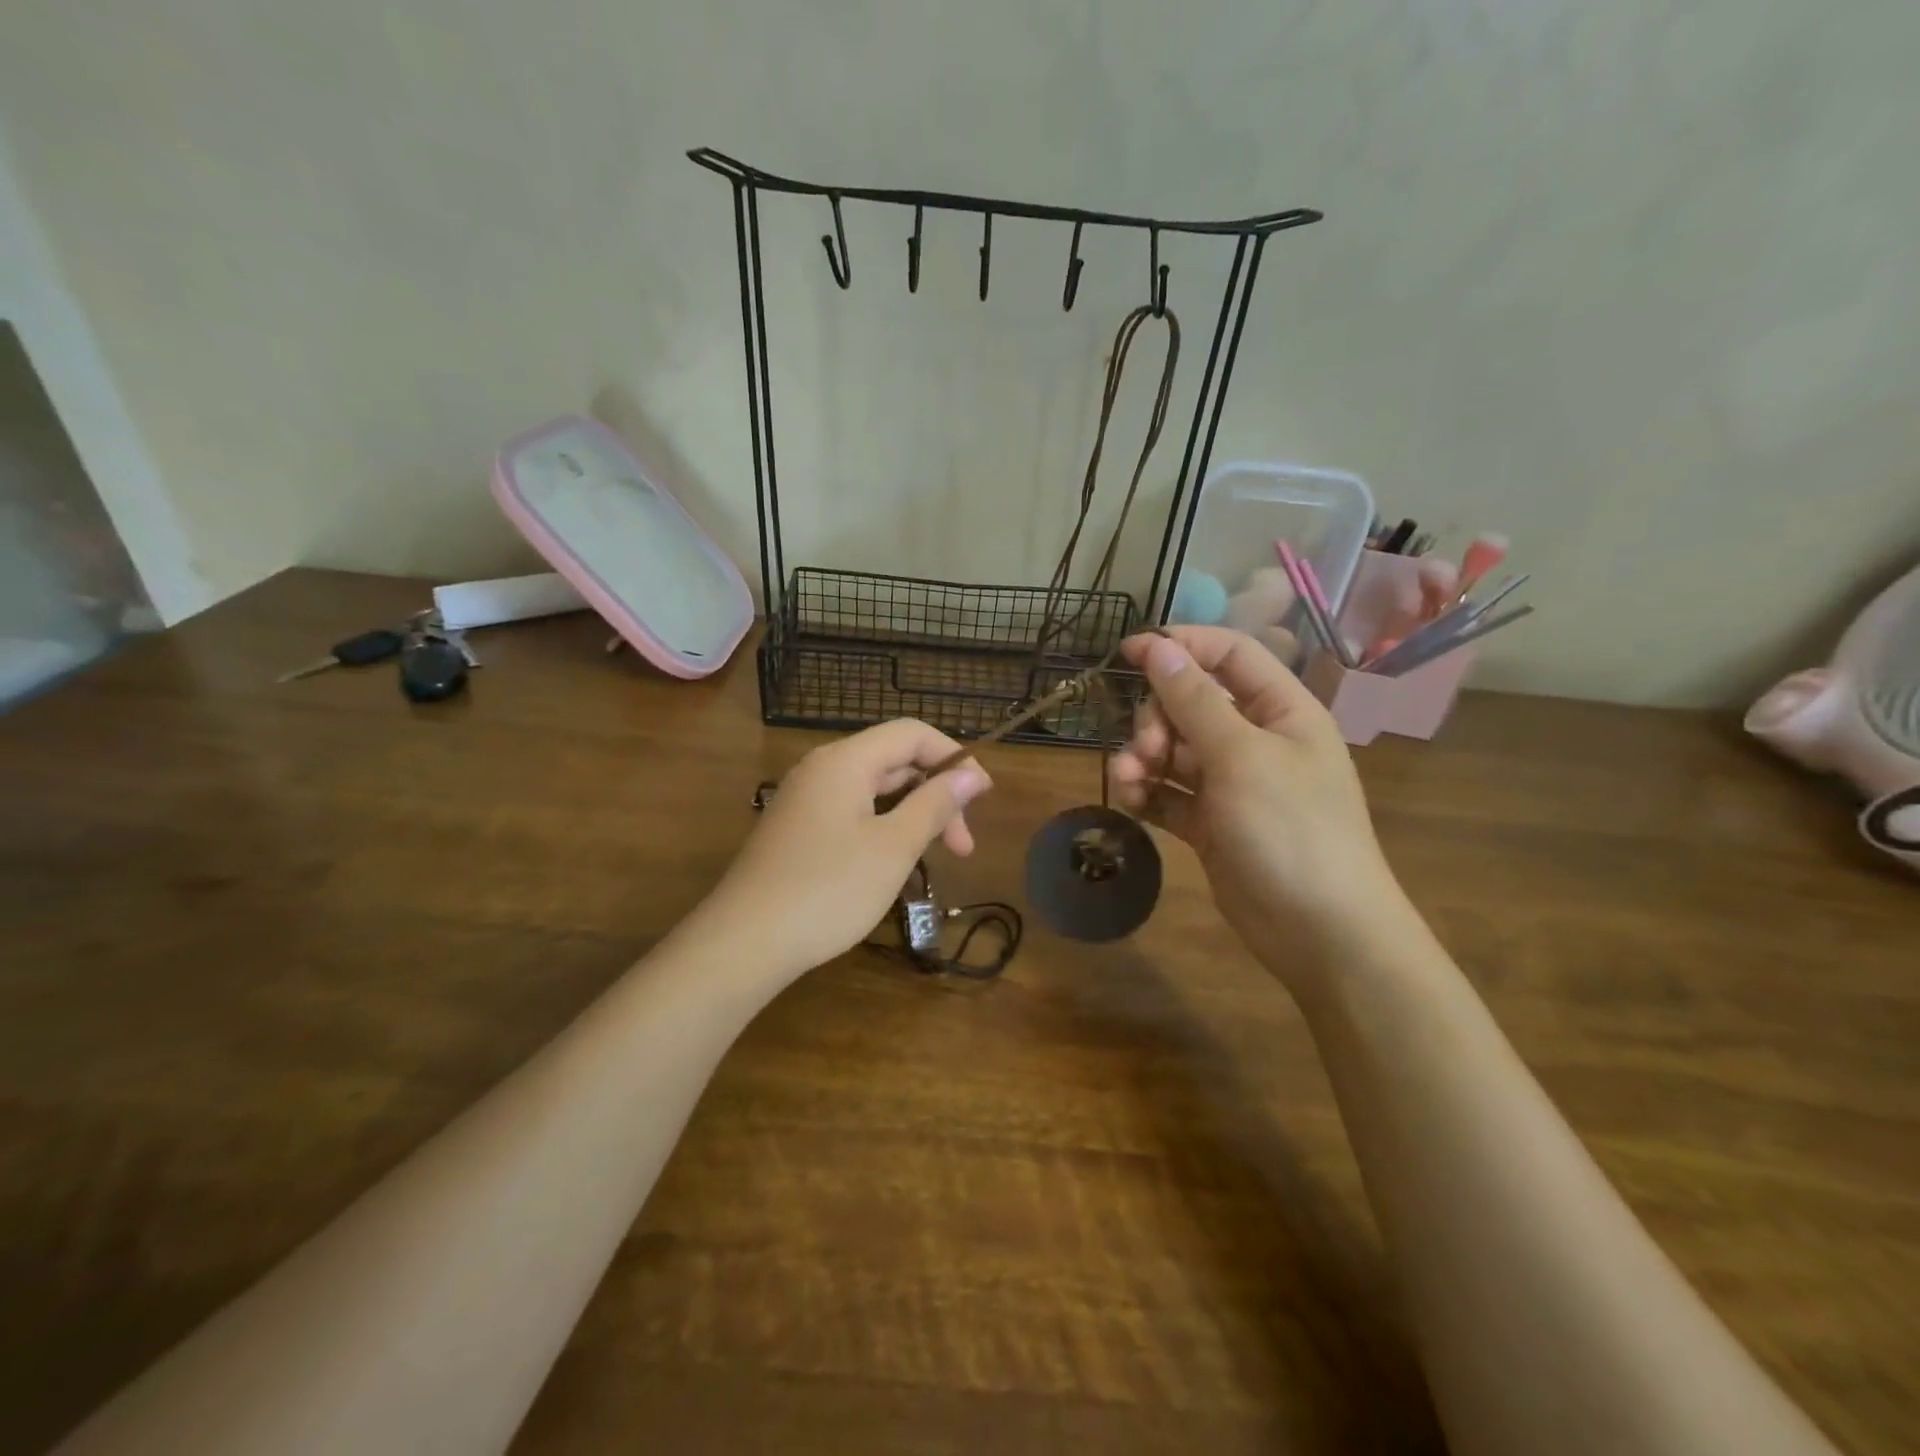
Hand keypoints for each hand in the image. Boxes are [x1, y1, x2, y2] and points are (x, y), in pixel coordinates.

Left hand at [708, 720, 992, 980]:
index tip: (983, 798)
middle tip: (964, 847)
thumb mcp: (894, 846)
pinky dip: (884, 828)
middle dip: (936, 795)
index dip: (953, 757)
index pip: (911, 733)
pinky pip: (852, 812)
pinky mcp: (797, 830)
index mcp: (845, 761)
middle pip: (894, 762)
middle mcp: (822, 769)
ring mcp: (805, 800)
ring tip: (936, 857)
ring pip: (874, 791)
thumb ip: (935, 804)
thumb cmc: (828, 889)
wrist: (744, 942)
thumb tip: (970, 774)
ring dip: (913, 815)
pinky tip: (894, 863)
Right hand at [1108, 628, 1402, 981]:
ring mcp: (1233, 784)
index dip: (1181, 646)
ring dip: (1144, 757)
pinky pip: (1170, 792)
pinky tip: (1132, 802)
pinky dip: (1148, 792)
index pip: (1229, 655)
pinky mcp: (1211, 822)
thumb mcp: (1241, 756)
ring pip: (1174, 749)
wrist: (1320, 932)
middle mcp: (1257, 740)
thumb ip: (1193, 700)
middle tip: (1146, 748)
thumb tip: (1157, 646)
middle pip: (1191, 703)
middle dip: (1157, 718)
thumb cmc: (1290, 829)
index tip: (1128, 651)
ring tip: (1129, 779)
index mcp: (1282, 710)